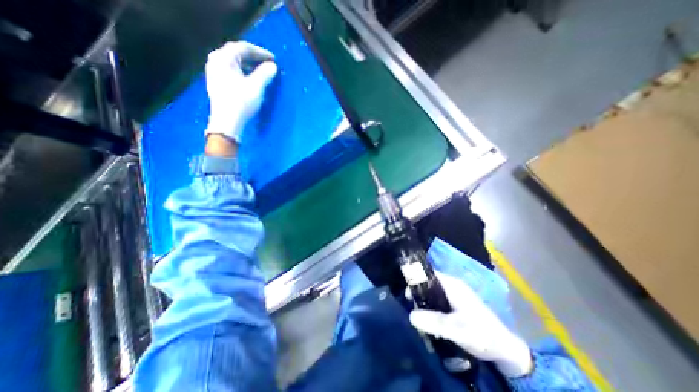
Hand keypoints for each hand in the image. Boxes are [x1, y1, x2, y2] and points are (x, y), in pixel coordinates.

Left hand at [205, 40, 278, 144]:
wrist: (227, 122)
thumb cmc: (241, 102)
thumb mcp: (256, 87)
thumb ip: (265, 74)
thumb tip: (273, 66)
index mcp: (224, 58)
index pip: (243, 48)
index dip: (260, 52)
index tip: (273, 59)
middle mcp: (216, 61)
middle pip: (237, 54)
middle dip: (254, 58)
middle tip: (267, 63)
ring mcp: (214, 72)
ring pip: (234, 63)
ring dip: (249, 66)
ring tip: (261, 72)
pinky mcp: (217, 83)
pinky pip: (232, 72)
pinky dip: (243, 73)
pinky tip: (250, 80)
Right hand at [408, 273, 533, 376]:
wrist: (506, 350)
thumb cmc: (482, 334)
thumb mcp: (457, 329)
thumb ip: (435, 322)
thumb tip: (410, 315)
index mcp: (452, 285)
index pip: (429, 274)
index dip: (416, 280)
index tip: (407, 294)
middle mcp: (452, 286)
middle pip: (429, 283)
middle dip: (418, 294)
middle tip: (413, 310)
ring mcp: (455, 295)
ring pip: (432, 293)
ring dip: (424, 303)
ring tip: (420, 318)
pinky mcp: (456, 304)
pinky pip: (438, 301)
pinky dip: (431, 308)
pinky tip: (430, 321)